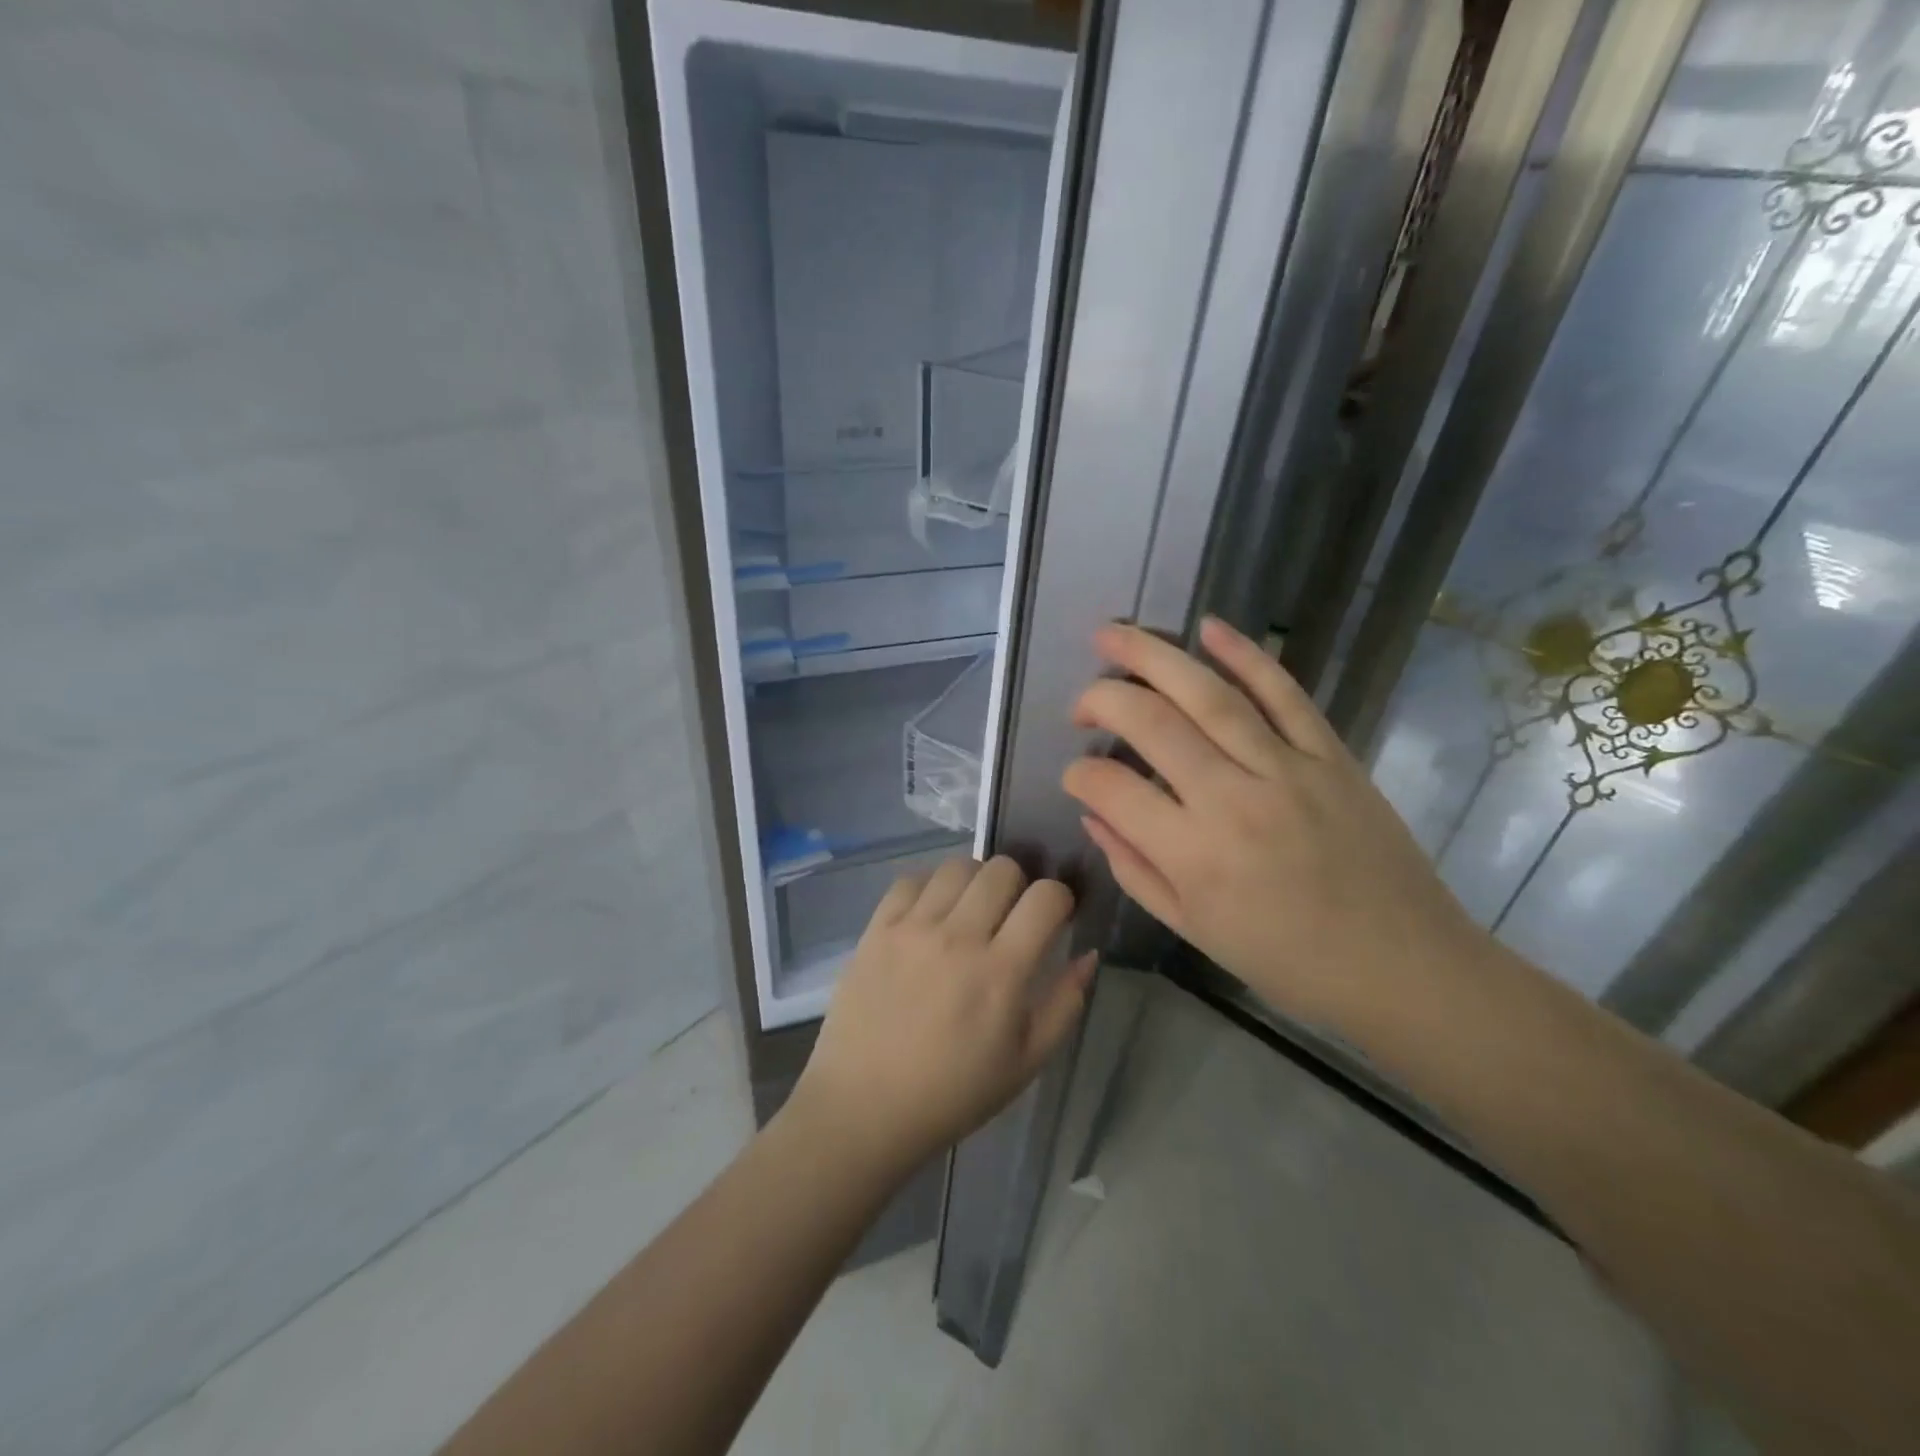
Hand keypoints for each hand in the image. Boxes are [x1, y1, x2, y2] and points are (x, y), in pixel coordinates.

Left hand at [791, 857, 1094, 1173]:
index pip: (1045, 897)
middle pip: (1002, 870)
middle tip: (1011, 915)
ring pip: (957, 866)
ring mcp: (913, 928)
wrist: (864, 1107)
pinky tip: (930, 915)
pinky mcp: (877, 929)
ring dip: (975, 881)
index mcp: (1001, 972)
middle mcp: (958, 937)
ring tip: (970, 910)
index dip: (1060, 899)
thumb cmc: (953, 1093)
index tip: (1054, 917)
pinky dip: (929, 888)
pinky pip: (910, 880)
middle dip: (1019, 884)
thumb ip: (1065, 1004)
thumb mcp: (1026, 1063)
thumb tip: (1088, 955)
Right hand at [1061, 618, 1490, 1027]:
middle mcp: (1233, 799)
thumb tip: (1093, 814)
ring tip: (1112, 634)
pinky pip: (1285, 693)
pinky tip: (1209, 628)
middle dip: (1101, 698)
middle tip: (1080, 701)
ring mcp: (1287, 769)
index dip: (1079, 774)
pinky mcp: (1331, 754)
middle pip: (1152, 723)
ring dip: (1154, 656)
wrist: (1404, 967)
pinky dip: (1247, 655)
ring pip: (1209, 695)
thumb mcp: (1194, 929)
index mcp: (1194, 855)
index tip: (1075, 775)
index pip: (1111, 789)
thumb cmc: (1287, 961)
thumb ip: (1134, 868)